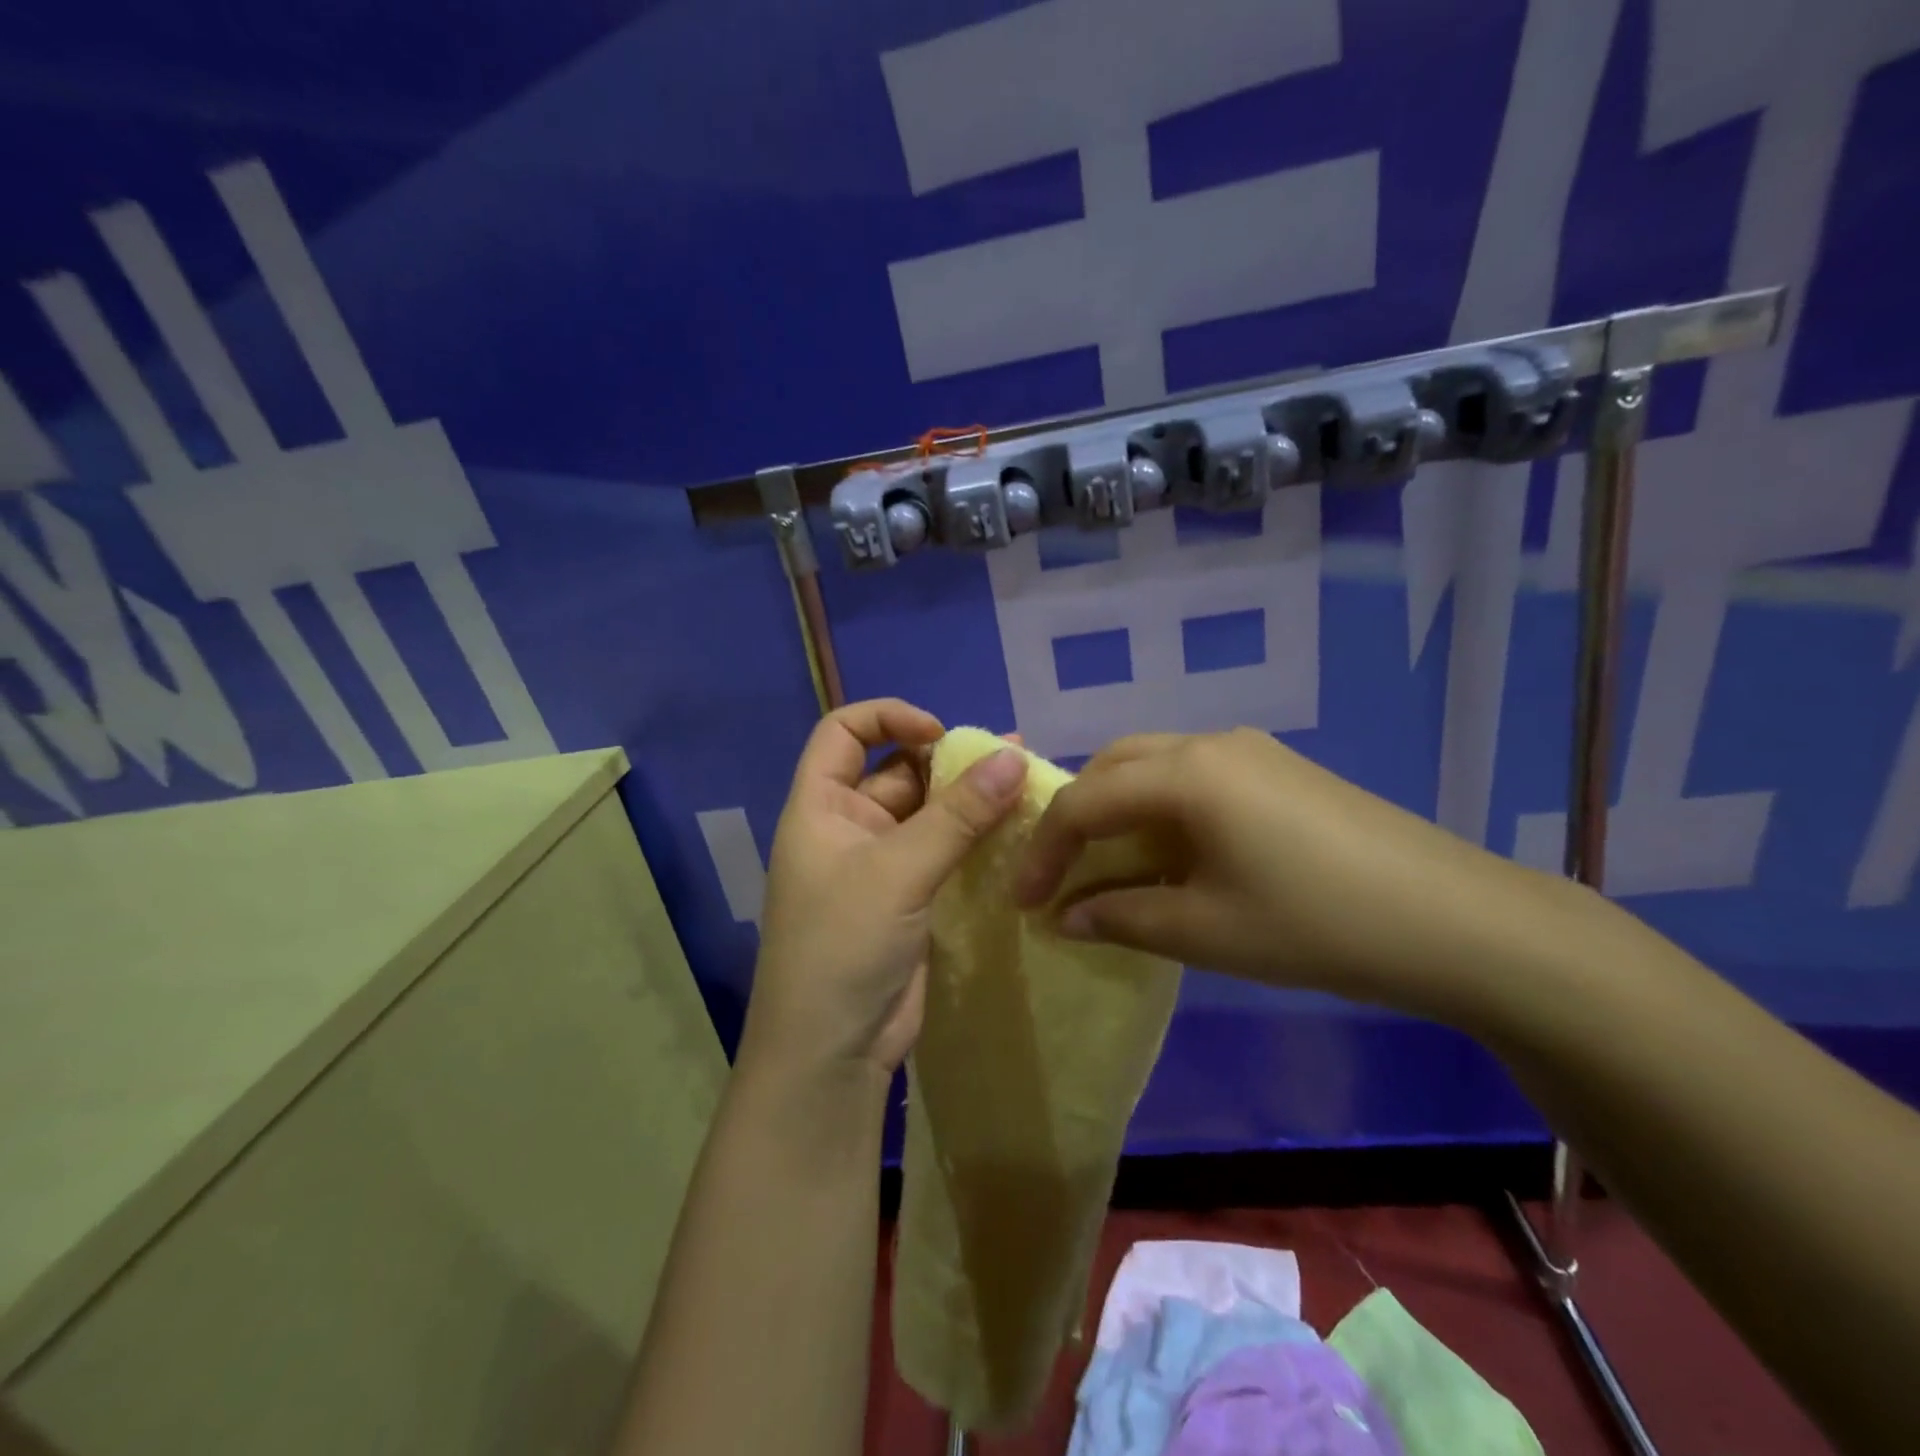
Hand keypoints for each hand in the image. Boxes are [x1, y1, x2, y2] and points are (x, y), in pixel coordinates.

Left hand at [744, 699, 1027, 1080]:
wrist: (832, 1053)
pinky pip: (944, 852)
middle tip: (1011, 759)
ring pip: (928, 813)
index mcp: (821, 806)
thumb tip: (1014, 757)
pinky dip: (976, 839)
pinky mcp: (911, 898)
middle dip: (948, 761)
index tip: (940, 733)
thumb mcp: (898, 871)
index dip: (888, 718)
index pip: (843, 732)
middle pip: (897, 770)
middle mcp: (848, 826)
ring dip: (970, 800)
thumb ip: (958, 815)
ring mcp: (881, 864)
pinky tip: (1018, 831)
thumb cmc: (842, 946)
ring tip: (1026, 785)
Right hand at [1012, 728, 1566, 1020]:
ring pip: (1155, 766)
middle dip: (1076, 818)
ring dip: (1119, 810)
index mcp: (1186, 773)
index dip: (1044, 850)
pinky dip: (1161, 810)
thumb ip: (1122, 918)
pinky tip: (1173, 856)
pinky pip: (1195, 777)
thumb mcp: (1205, 931)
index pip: (1085, 800)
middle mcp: (1211, 743)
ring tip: (1109, 867)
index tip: (1024, 901)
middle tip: (1060, 875)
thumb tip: (1065, 919)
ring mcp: (1252, 751)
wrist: (1457, 920)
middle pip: (1114, 767)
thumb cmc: (1316, 925)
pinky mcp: (1280, 769)